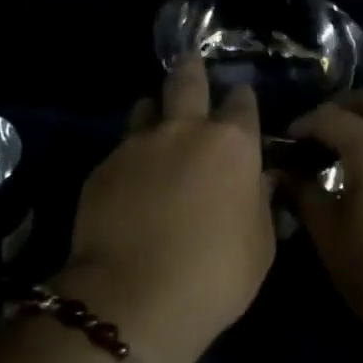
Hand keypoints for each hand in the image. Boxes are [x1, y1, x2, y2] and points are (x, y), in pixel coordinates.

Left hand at [58, 59, 275, 362]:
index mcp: (231, 145)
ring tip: (157, 124)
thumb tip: (258, 181)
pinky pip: (121, 148)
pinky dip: (131, 155)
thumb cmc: (215, 275)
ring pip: (146, 108)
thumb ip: (260, 203)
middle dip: (192, 70)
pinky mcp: (102, 168)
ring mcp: (137, 145)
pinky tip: (131, 179)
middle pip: (186, 82)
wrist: (135, 297)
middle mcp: (184, 131)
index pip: (242, 103)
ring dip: (156, 111)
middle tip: (191, 65)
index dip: (243, 101)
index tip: (241, 102)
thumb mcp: (260, 245)